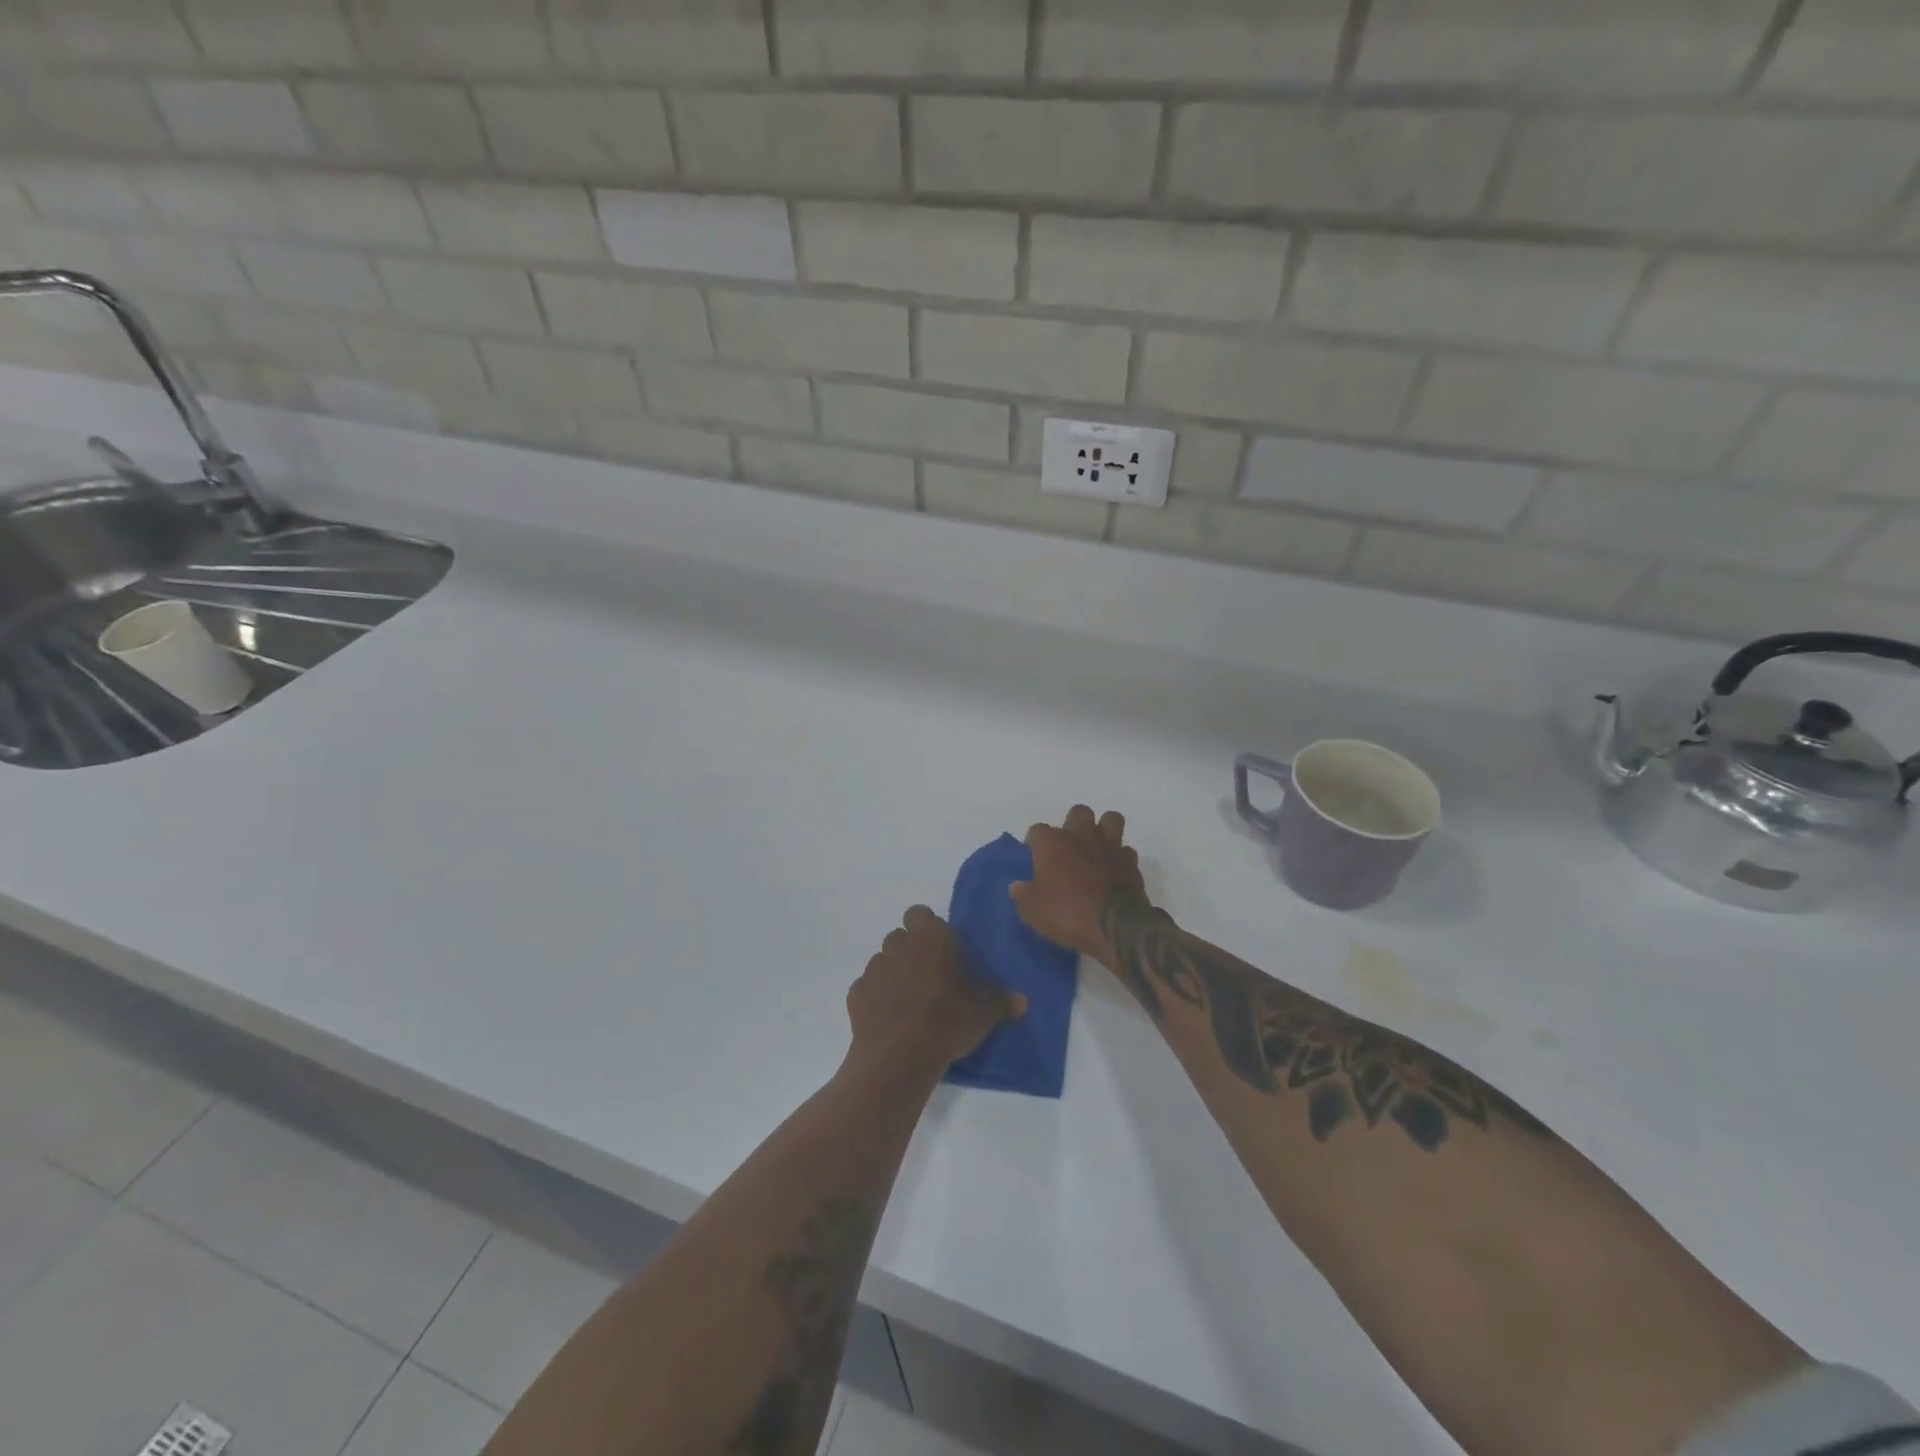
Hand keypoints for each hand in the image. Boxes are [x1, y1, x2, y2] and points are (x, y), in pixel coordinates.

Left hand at [847, 906, 1025, 1073]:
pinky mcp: (855, 995)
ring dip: (894, 974)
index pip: (921, 914)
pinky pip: (868, 989)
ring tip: (911, 1002)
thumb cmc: (948, 1020)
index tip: (943, 949)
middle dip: (912, 951)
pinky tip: (892, 1020)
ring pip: (883, 962)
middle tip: (931, 978)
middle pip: (901, 937)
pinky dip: (878, 999)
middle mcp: (897, 944)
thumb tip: (1023, 1000)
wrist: (899, 1056)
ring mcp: (873, 969)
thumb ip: (1002, 1000)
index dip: (929, 928)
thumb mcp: (985, 1012)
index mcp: (929, 936)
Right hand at [1011, 805, 1145, 966]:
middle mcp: (1081, 836)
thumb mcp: (1032, 911)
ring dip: (1104, 830)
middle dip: (1073, 824)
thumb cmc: (1066, 913)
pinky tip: (1114, 870)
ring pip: (1110, 819)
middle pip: (1078, 812)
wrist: (1115, 926)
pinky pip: (1126, 850)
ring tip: (1097, 847)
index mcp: (1053, 843)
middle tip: (1068, 847)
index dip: (1035, 842)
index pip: (1037, 830)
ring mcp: (1110, 846)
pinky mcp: (1131, 862)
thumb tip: (1017, 886)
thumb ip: (1023, 894)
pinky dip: (1120, 857)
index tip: (1034, 855)